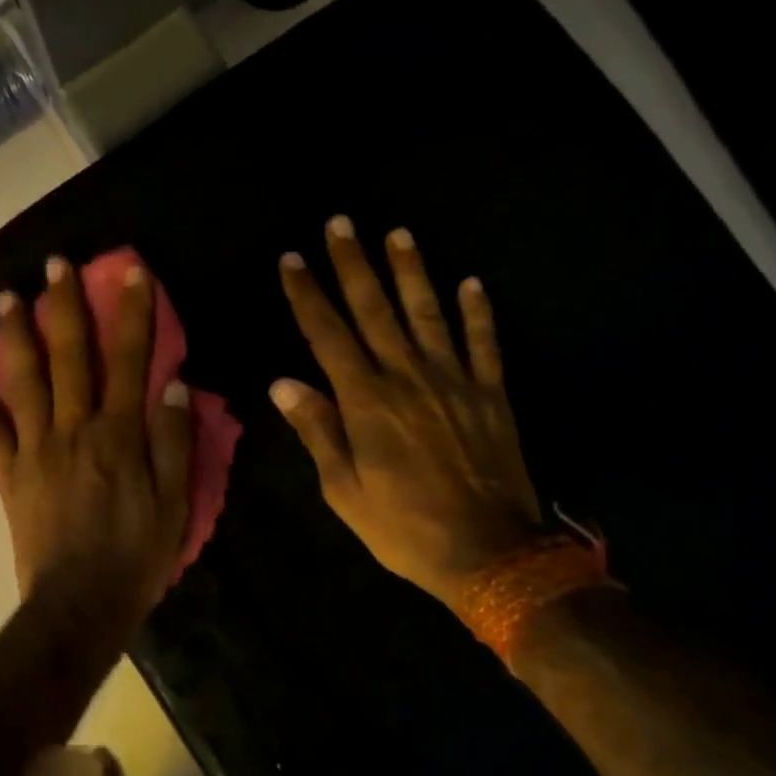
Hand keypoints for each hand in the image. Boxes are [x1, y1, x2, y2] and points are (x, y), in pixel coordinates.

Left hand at [0, 255, 193, 626]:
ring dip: (16, 334)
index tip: (130, 271)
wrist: (79, 605)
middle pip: (69, 356)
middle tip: (55, 264)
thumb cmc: (136, 555)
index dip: (133, 312)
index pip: (129, 359)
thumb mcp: (176, 503)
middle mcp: (74, 428)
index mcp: (119, 434)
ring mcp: (35, 449)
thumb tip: (176, 384)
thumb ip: (175, 441)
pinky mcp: (9, 474)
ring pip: (24, 380)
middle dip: (65, 305)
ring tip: (6, 297)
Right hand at [272, 218, 542, 615]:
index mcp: (366, 402)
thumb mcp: (343, 490)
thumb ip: (317, 430)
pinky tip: (472, 283)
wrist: (490, 553)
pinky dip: (478, 313)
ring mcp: (454, 381)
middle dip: (353, 264)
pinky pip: (483, 344)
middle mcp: (408, 377)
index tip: (292, 259)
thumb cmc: (403, 527)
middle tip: (340, 222)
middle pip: (375, 310)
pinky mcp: (490, 395)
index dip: (307, 295)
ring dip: (411, 272)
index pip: (328, 335)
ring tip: (398, 233)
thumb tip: (284, 382)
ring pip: (428, 313)